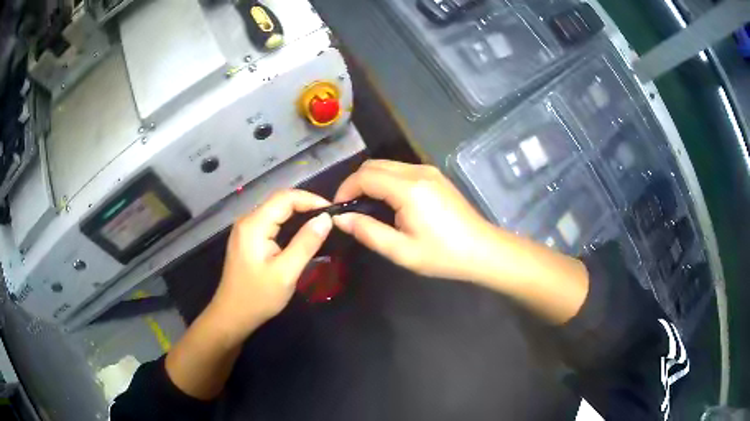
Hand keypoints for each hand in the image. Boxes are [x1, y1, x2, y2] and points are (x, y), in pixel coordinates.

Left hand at [208, 190, 332, 339]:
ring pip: (275, 210)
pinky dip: (288, 223)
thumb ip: (306, 243)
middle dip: (306, 205)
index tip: (332, 211)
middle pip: (279, 201)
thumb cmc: (258, 297)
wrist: (232, 315)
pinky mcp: (247, 238)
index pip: (285, 197)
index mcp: (254, 225)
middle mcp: (247, 220)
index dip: (310, 199)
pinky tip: (301, 233)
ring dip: (298, 213)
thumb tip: (326, 218)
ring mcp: (245, 229)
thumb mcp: (286, 273)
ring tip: (320, 224)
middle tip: (330, 219)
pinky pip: (270, 222)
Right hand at [332, 160, 498, 282]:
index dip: (345, 189)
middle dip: (356, 183)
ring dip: (371, 180)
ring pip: (387, 165)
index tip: (339, 209)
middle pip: (373, 165)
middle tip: (351, 208)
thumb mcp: (401, 251)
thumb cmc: (442, 255)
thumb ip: (368, 232)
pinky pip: (401, 170)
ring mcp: (429, 170)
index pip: (364, 176)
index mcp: (408, 189)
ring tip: (367, 207)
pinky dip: (386, 180)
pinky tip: (389, 202)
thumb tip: (341, 218)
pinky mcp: (435, 175)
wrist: (482, 250)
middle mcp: (417, 171)